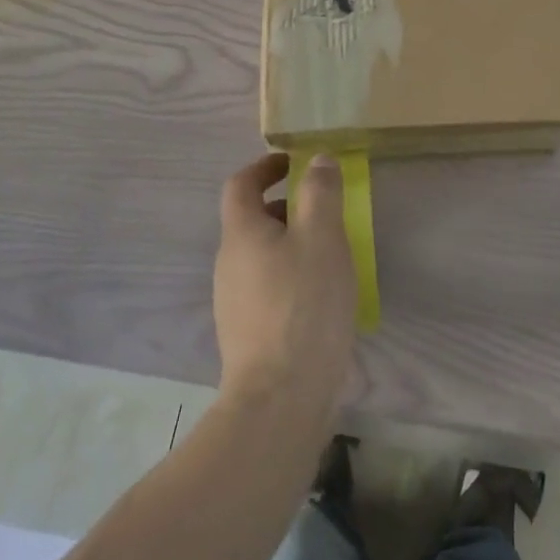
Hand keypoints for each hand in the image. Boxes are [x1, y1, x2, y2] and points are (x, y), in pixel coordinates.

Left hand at [214, 152, 357, 409]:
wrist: (280, 399)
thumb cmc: (304, 305)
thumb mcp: (322, 237)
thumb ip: (320, 193)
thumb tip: (317, 160)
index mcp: (241, 234)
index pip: (241, 184)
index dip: (265, 166)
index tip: (293, 162)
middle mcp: (229, 263)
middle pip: (252, 219)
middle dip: (286, 206)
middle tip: (325, 210)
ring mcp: (234, 302)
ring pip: (262, 255)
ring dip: (291, 242)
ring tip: (330, 253)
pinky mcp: (247, 333)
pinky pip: (268, 286)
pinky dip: (291, 274)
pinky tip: (321, 296)